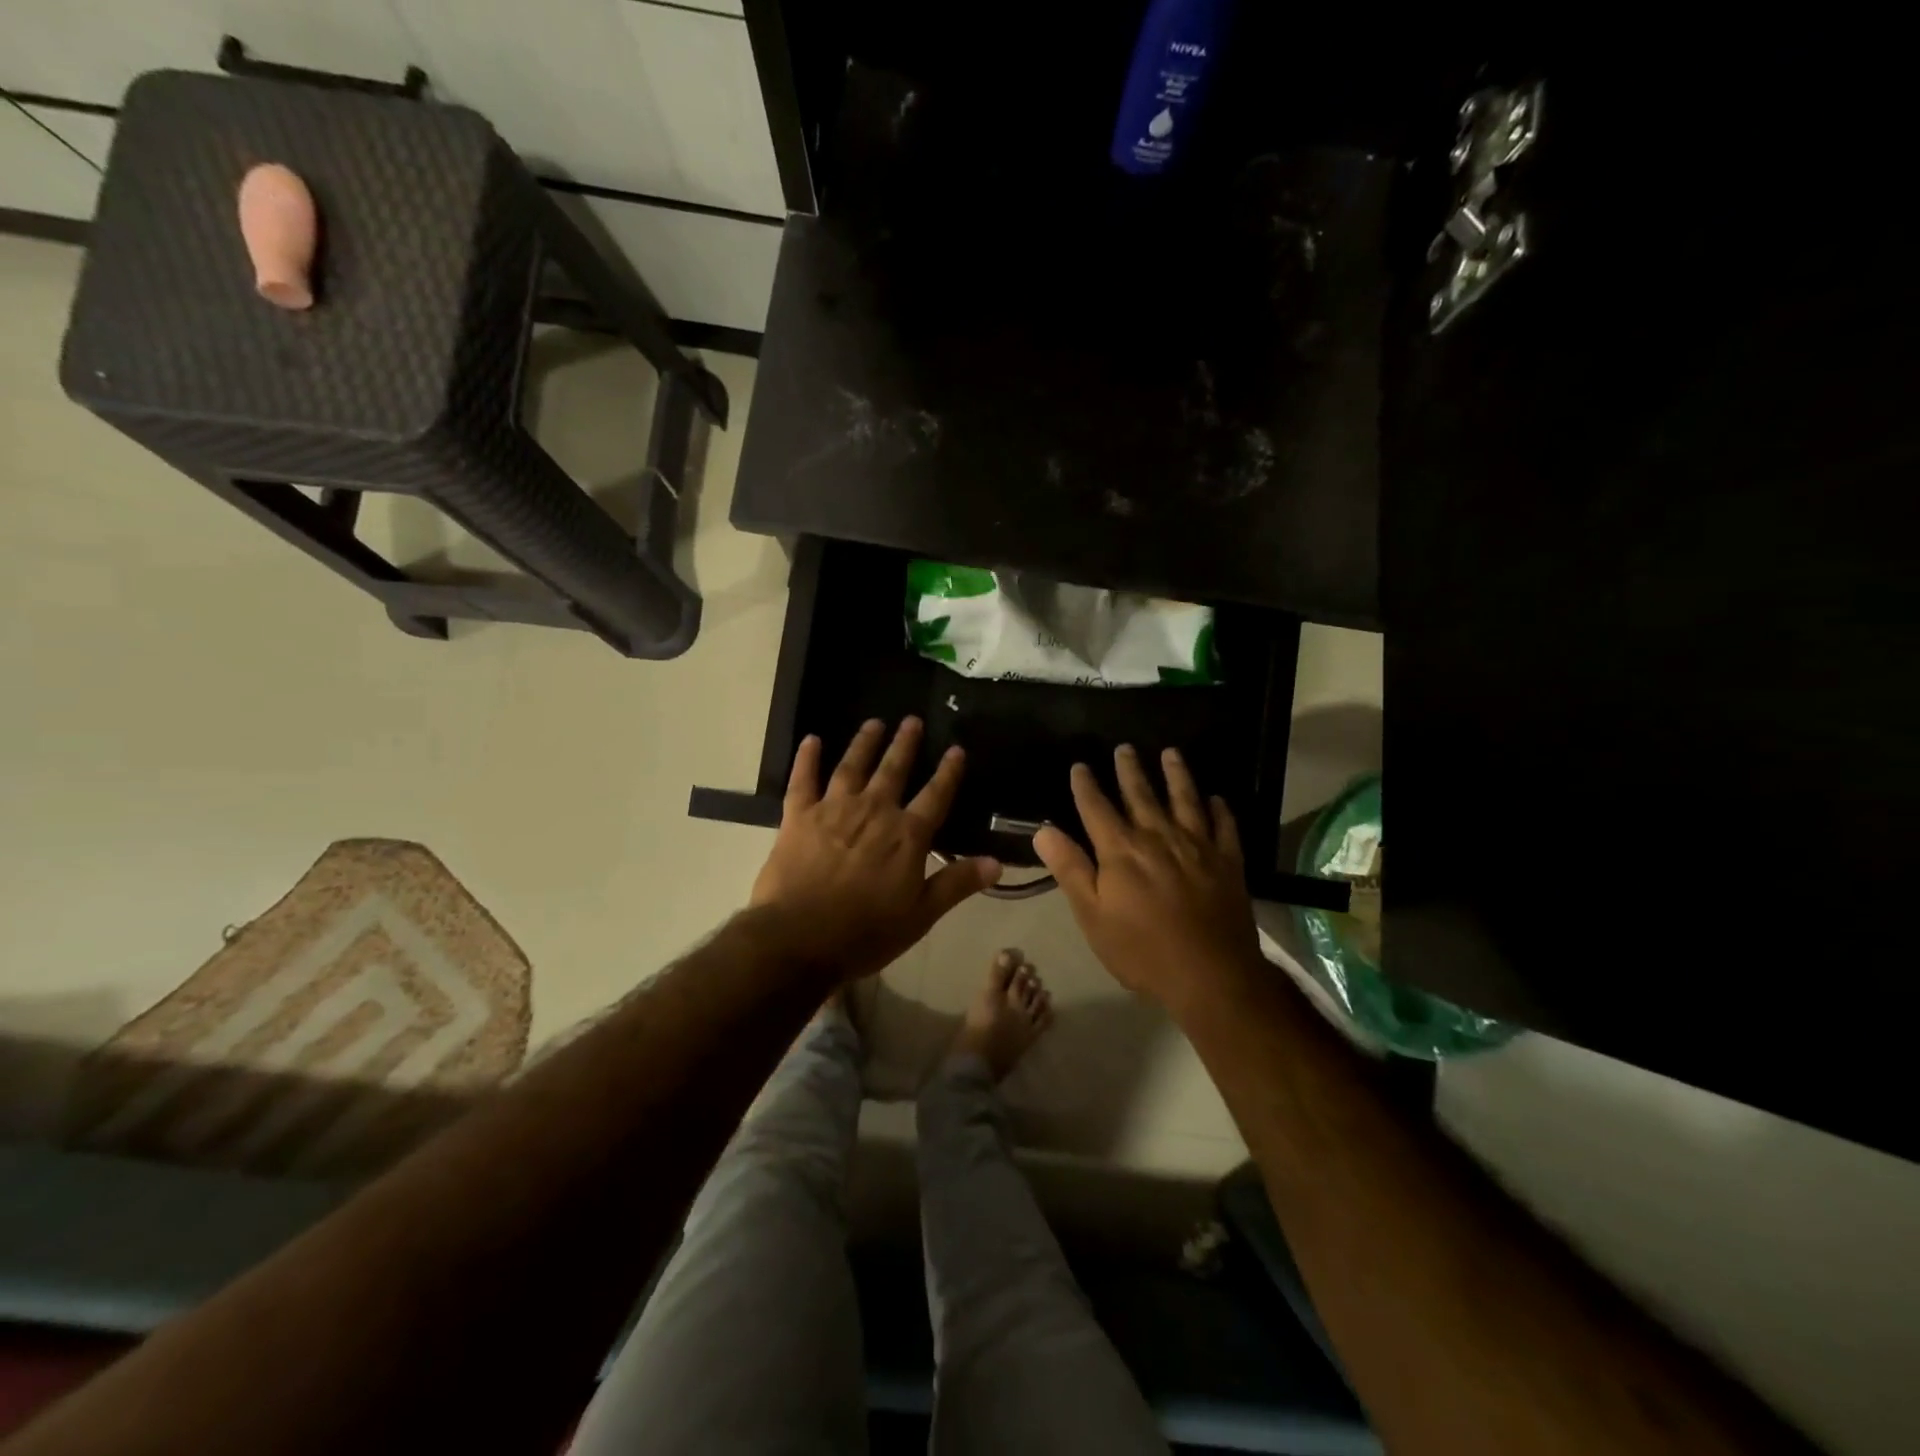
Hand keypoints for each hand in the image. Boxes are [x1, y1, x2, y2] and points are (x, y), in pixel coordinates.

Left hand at [751, 717, 1001, 982]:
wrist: (798, 939)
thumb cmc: (865, 933)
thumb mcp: (921, 915)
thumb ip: (956, 884)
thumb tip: (996, 863)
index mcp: (906, 835)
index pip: (935, 795)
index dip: (948, 772)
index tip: (956, 749)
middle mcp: (873, 811)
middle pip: (893, 770)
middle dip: (905, 744)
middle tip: (912, 720)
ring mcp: (833, 810)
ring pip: (852, 766)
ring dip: (864, 743)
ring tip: (874, 722)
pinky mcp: (798, 816)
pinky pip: (803, 780)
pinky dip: (807, 759)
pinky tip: (812, 740)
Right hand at [1034, 745, 1262, 1013]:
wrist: (1210, 975)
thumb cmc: (1141, 950)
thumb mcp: (1092, 916)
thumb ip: (1070, 869)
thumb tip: (1044, 830)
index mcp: (1121, 850)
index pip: (1097, 807)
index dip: (1086, 785)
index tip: (1080, 765)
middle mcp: (1158, 837)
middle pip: (1141, 794)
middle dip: (1130, 769)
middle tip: (1125, 747)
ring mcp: (1197, 846)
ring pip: (1185, 799)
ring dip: (1177, 775)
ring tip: (1171, 753)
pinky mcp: (1228, 861)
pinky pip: (1224, 826)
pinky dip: (1219, 809)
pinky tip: (1217, 799)